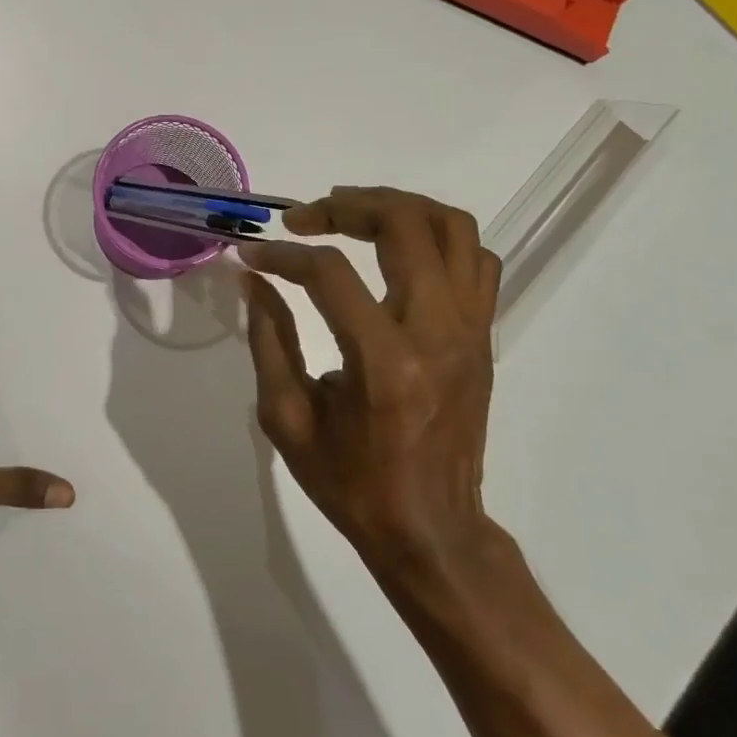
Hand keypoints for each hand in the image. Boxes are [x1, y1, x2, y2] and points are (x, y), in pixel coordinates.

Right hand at [238, 187, 500, 583]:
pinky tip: (398, 250)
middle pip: (405, 226)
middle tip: (305, 215)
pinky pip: (476, 261)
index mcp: (384, 362)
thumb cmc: (351, 483)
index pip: (330, 273)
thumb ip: (268, 339)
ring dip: (399, 207)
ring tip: (353, 212)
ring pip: (454, 229)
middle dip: (347, 206)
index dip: (284, 255)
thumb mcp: (287, 418)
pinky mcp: (484, 337)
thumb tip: (255, 278)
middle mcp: (438, 334)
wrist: (431, 530)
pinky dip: (437, 237)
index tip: (252, 255)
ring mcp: (470, 332)